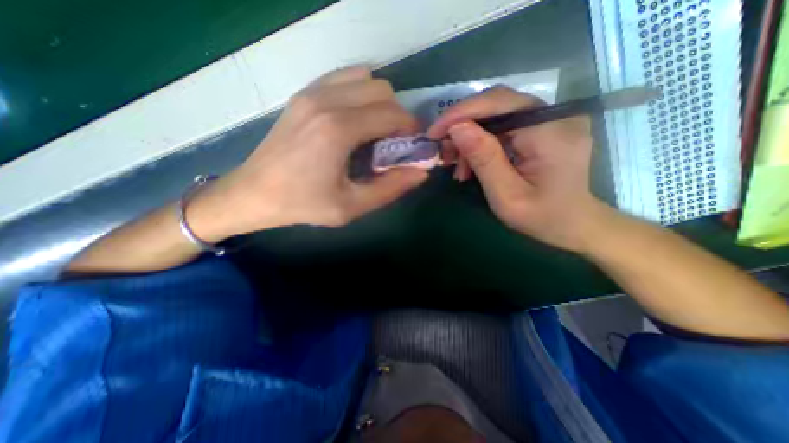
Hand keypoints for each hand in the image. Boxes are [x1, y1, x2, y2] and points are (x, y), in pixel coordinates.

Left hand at [186, 67, 427, 242]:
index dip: (410, 129)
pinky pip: (344, 79)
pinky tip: (354, 120)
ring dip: (378, 103)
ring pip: (365, 79)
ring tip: (373, 131)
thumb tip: (421, 172)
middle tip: (392, 142)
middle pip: (382, 90)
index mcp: (339, 130)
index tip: (411, 146)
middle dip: (397, 115)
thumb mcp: (352, 206)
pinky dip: (359, 94)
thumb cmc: (304, 204)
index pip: (392, 114)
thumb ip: (391, 189)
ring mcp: (312, 93)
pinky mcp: (304, 94)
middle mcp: (327, 101)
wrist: (254, 193)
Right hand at [426, 87, 604, 251]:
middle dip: (463, 125)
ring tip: (459, 167)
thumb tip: (457, 128)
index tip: (434, 132)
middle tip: (444, 151)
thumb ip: (484, 159)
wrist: (574, 224)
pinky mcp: (544, 127)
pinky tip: (473, 163)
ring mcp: (552, 119)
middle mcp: (556, 116)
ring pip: (498, 114)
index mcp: (551, 133)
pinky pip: (505, 125)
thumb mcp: (506, 196)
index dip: (462, 113)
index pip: (500, 103)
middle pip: (497, 104)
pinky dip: (483, 142)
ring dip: (471, 137)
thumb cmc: (542, 218)